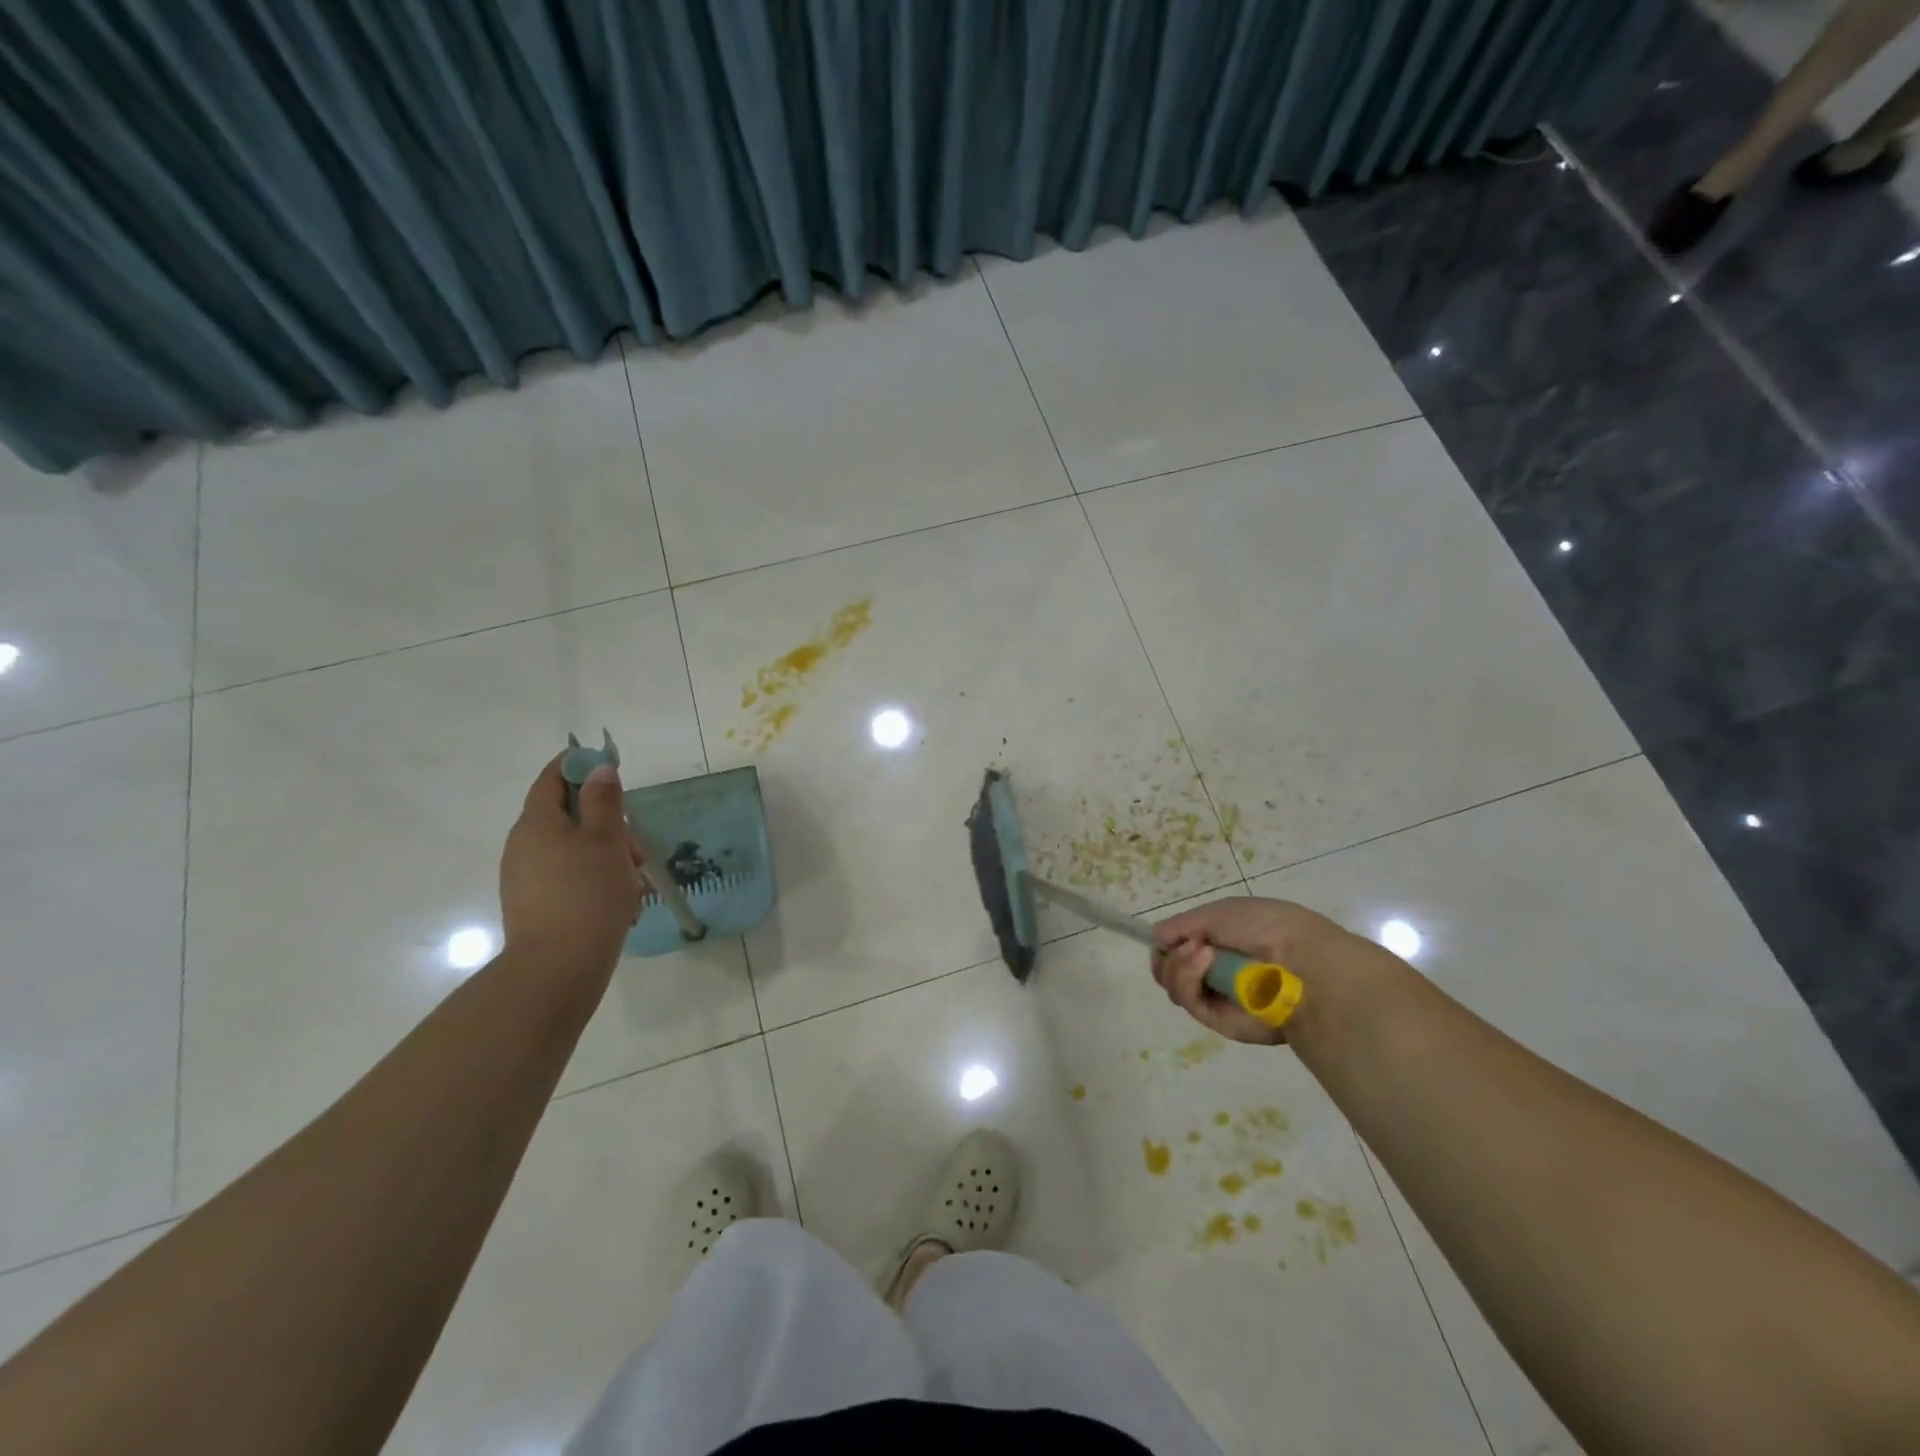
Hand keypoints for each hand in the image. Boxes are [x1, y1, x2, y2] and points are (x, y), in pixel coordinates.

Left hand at [499, 755, 641, 973]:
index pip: (553, 778)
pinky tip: (621, 906)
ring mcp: (527, 879)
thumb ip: (604, 801)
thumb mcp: (606, 840)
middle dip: (608, 825)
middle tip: (637, 849)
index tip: (613, 770)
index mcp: (536, 823)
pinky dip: (596, 882)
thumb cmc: (587, 895)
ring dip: (608, 857)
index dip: (581, 766)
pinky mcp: (536, 906)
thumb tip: (599, 769)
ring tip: (635, 883)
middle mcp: (524, 846)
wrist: (557, 970)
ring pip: (574, 851)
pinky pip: (570, 880)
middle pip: (568, 817)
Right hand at [1151, 896, 1360, 1045]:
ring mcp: (1218, 996)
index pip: (1180, 947)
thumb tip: (1157, 937)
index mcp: (1222, 942)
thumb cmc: (1266, 926)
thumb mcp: (1220, 912)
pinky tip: (1204, 962)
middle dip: (1169, 956)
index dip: (1168, 943)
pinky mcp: (1220, 1020)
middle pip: (1170, 969)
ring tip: (1199, 953)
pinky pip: (1188, 1001)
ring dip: (1177, 965)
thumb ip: (1183, 924)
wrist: (1303, 962)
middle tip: (1184, 946)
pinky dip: (1187, 979)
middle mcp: (1217, 970)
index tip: (1165, 937)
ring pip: (1174, 985)